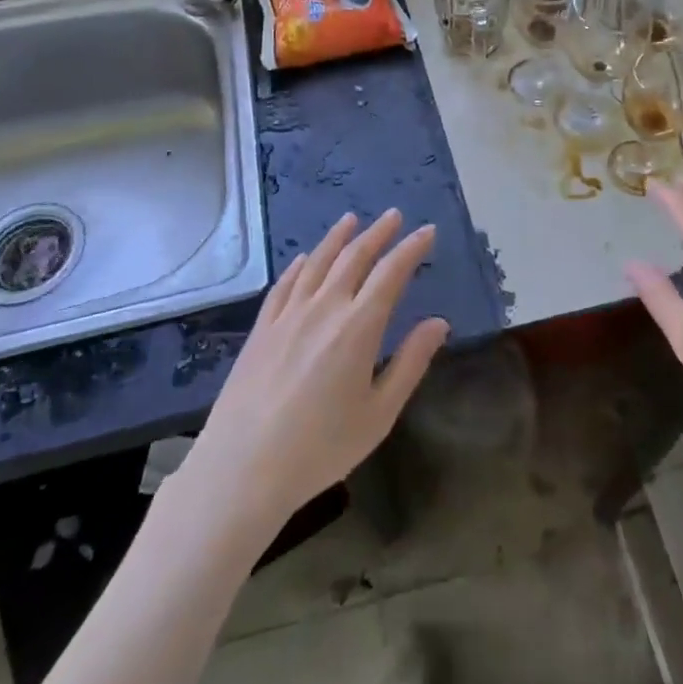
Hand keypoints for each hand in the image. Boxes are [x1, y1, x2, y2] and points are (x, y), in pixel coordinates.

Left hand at [179, 210, 447, 537]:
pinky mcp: (261, 329)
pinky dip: (299, 265)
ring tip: (351, 220)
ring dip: (338, 238)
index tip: (427, 231)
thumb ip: (411, 362)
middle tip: (394, 215)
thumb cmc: (321, 447)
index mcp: (359, 326)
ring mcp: (288, 315)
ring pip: (317, 262)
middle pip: (354, 258)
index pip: (391, 273)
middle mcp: (324, 308)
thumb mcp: (379, 412)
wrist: (243, 468)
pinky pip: (284, 284)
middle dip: (378, 233)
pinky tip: (305, 258)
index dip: (411, 248)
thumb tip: (439, 323)